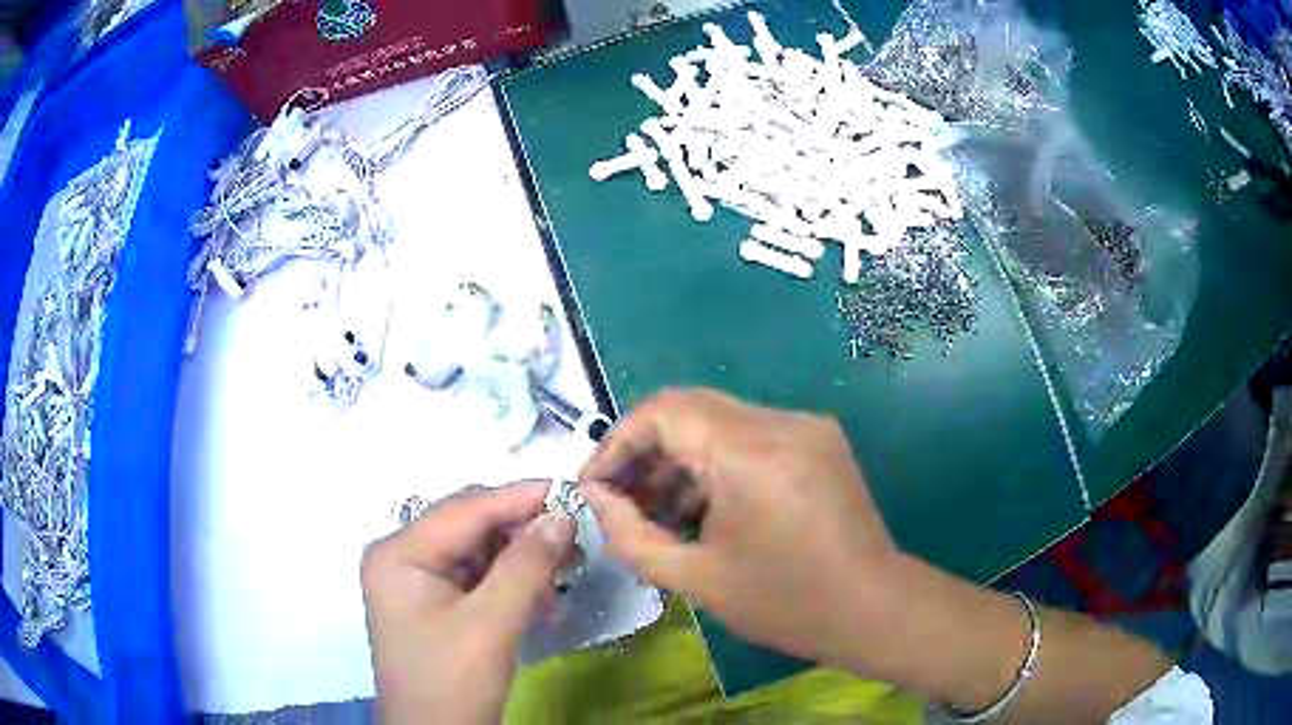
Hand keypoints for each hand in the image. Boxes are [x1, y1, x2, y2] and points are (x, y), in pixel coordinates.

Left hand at [361, 481, 574, 723]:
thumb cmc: (453, 683)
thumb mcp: (491, 625)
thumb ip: (526, 566)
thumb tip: (562, 514)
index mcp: (399, 553)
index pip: (464, 510)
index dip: (519, 499)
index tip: (573, 493)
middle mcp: (402, 555)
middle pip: (470, 525)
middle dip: (523, 530)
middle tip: (576, 536)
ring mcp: (416, 579)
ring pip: (478, 548)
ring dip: (522, 557)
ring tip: (567, 567)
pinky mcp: (434, 601)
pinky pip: (477, 575)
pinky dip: (511, 580)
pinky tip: (542, 593)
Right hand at [578, 388, 899, 669]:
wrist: (874, 609)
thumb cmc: (785, 603)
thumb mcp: (694, 577)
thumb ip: (631, 534)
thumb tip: (595, 497)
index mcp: (749, 453)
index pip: (663, 412)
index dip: (617, 443)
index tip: (593, 485)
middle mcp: (780, 422)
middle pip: (689, 409)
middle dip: (644, 452)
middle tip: (617, 498)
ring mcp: (805, 427)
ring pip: (719, 422)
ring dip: (680, 459)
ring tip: (653, 511)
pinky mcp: (819, 441)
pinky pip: (750, 437)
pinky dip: (715, 464)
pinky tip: (700, 508)